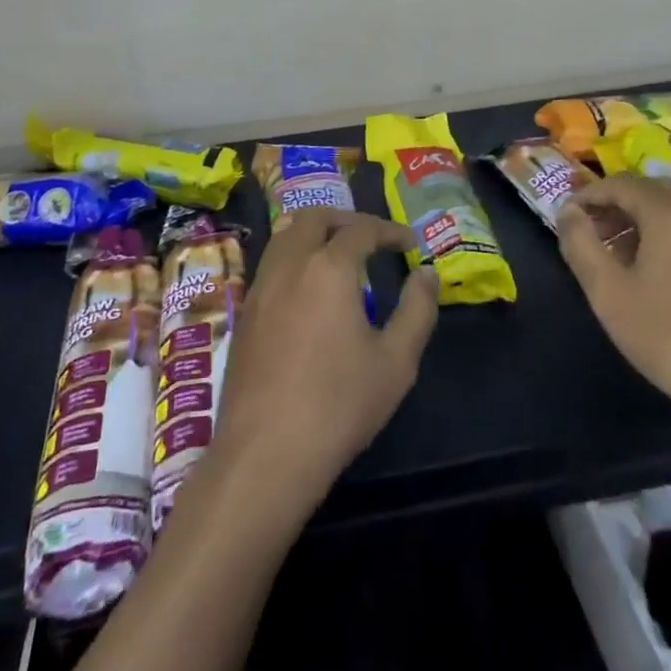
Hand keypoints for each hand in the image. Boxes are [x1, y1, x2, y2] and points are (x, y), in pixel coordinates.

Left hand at [213, 209, 438, 517]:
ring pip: (285, 235)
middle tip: (371, 239)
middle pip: (314, 217)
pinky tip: (308, 289)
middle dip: (346, 220)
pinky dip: (294, 256)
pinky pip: (270, 263)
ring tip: (338, 255)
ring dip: (314, 232)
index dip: (388, 230)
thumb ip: (417, 310)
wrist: (265, 453)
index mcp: (329, 268)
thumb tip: (427, 273)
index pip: (361, 229)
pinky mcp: (244, 313)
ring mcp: (260, 287)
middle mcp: (290, 265)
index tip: (408, 243)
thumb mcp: (396, 361)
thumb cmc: (339, 405)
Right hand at [558, 175, 670, 436]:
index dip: (588, 195)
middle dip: (616, 204)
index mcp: (670, 212)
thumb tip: (568, 211)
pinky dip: (669, 234)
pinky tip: (657, 272)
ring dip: (642, 219)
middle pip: (651, 189)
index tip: (566, 218)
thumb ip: (580, 243)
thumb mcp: (607, 292)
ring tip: (618, 254)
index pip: (620, 183)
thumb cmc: (668, 337)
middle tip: (590, 232)